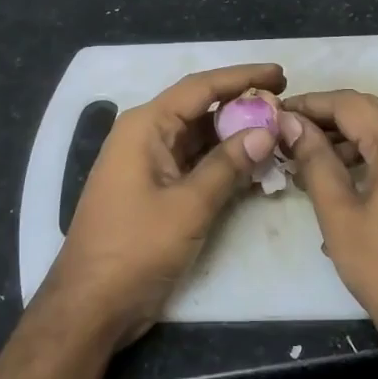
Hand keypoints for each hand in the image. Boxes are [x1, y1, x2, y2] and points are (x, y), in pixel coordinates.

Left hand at [48, 63, 285, 348]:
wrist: (92, 304)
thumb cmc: (135, 248)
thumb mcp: (188, 206)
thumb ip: (228, 165)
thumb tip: (266, 131)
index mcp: (145, 126)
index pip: (200, 87)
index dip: (242, 77)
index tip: (280, 74)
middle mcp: (145, 135)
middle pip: (200, 108)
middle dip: (242, 104)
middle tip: (285, 104)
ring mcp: (149, 163)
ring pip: (199, 136)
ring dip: (235, 134)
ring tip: (278, 130)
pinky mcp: (155, 189)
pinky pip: (194, 162)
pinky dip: (223, 161)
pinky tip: (255, 164)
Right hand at [285, 90, 377, 378]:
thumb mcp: (339, 214)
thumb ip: (314, 160)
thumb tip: (291, 123)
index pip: (350, 104)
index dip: (310, 104)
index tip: (276, 112)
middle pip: (372, 112)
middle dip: (328, 119)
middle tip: (288, 134)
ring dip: (350, 139)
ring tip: (308, 161)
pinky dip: (374, 155)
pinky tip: (343, 177)